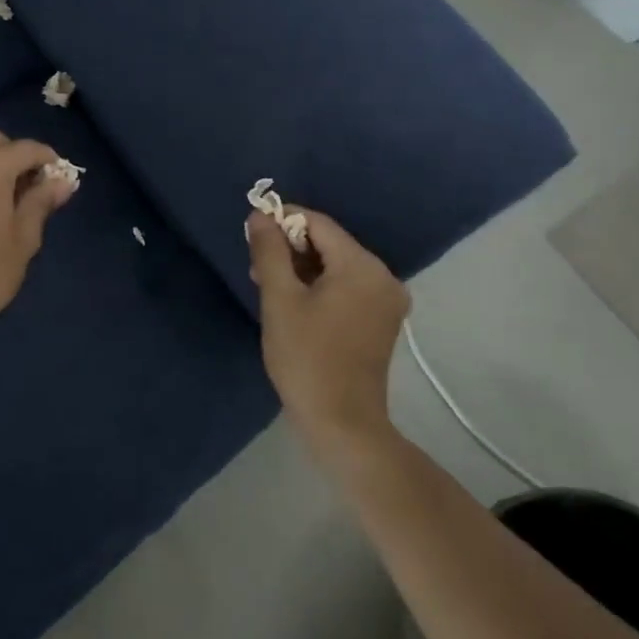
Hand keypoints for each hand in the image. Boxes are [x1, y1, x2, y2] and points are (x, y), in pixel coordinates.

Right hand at [248, 205, 411, 453]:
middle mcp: (383, 276)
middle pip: (329, 243)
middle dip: (291, 249)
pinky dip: (320, 287)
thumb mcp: (279, 299)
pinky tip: (294, 304)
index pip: (318, 224)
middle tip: (257, 268)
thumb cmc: (306, 357)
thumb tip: (260, 215)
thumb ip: (269, 251)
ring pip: (336, 266)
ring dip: (302, 269)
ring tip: (269, 288)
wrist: (342, 424)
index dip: (283, 220)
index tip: (252, 233)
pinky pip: (347, 287)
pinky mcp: (382, 320)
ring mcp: (386, 300)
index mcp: (362, 266)